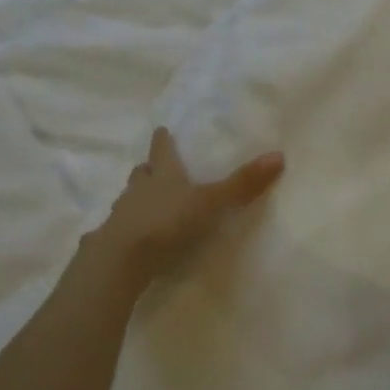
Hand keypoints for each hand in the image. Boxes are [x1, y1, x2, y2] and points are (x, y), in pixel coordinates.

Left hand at [83, 128, 284, 289]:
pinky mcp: (111, 242)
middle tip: (153, 168)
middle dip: (149, 170)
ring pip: (129, 199)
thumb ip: (242, 184)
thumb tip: (279, 155)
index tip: (162, 130)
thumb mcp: (211, 202)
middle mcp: (139, 190)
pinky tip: (135, 236)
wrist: (121, 260)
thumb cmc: (168, 222)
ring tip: (146, 202)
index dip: (163, 141)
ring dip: (137, 198)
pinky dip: (129, 227)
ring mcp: (121, 216)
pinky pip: (120, 228)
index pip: (162, 152)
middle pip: (142, 174)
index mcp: (163, 175)